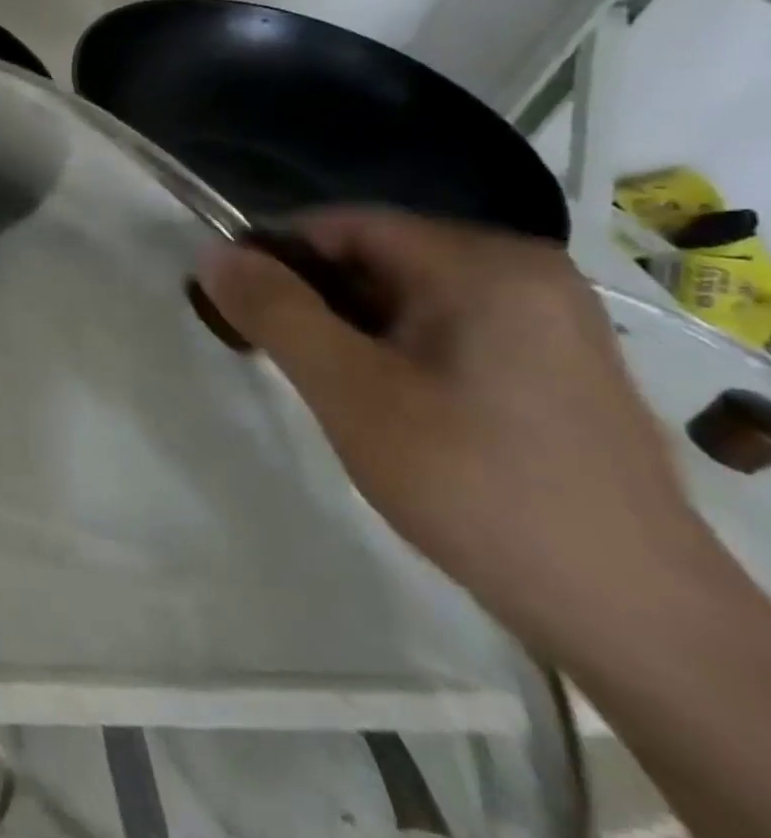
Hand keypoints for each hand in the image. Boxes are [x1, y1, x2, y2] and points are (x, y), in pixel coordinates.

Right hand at [197, 209, 718, 657]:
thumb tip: (210, 253)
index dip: (275, 253)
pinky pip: (443, 328)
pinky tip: (376, 399)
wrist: (625, 612)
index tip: (229, 300)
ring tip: (318, 380)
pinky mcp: (551, 362)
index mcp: (483, 264)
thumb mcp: (349, 391)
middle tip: (266, 349)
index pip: (345, 225)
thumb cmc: (472, 483)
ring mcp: (546, 318)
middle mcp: (524, 273)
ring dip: (346, 326)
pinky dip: (391, 348)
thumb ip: (274, 312)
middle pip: (377, 258)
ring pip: (406, 296)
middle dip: (310, 296)